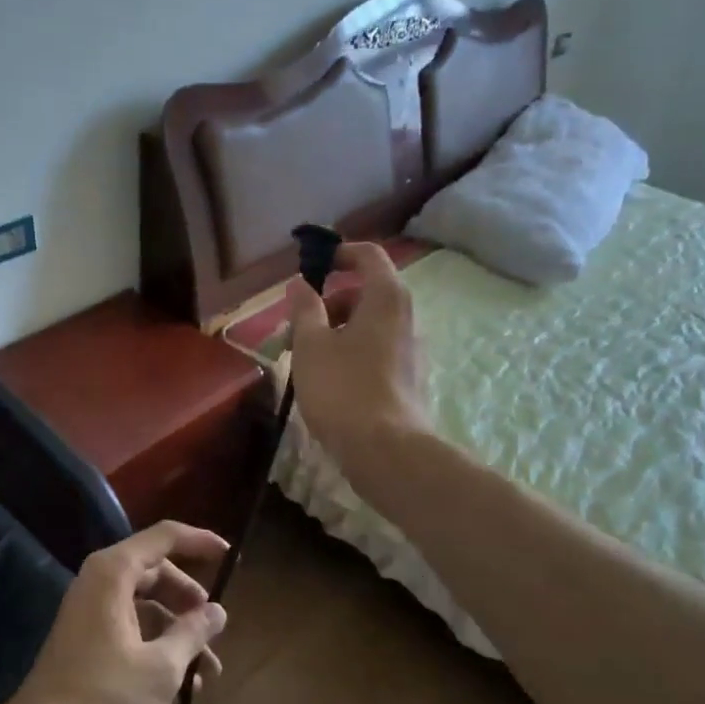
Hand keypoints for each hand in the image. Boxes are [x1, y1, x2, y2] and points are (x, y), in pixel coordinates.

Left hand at [3, 521, 229, 703]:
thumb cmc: (104, 698)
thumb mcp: (161, 667)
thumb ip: (193, 632)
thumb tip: (218, 610)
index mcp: (113, 572)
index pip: (164, 536)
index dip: (200, 541)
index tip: (231, 556)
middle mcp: (99, 581)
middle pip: (156, 571)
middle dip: (190, 599)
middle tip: (216, 626)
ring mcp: (89, 610)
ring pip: (146, 603)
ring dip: (179, 629)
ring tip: (209, 669)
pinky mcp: (86, 638)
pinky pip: (131, 625)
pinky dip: (158, 643)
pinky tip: (183, 683)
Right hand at [284, 242, 430, 485]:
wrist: (386, 451)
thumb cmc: (343, 387)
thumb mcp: (311, 344)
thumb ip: (304, 308)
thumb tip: (300, 283)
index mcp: (386, 298)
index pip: (369, 255)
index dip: (340, 253)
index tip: (312, 266)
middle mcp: (405, 317)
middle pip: (365, 293)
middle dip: (327, 303)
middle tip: (295, 327)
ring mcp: (410, 349)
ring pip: (368, 325)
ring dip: (334, 331)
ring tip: (303, 359)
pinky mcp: (407, 378)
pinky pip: (375, 349)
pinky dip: (349, 351)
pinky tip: (326, 380)